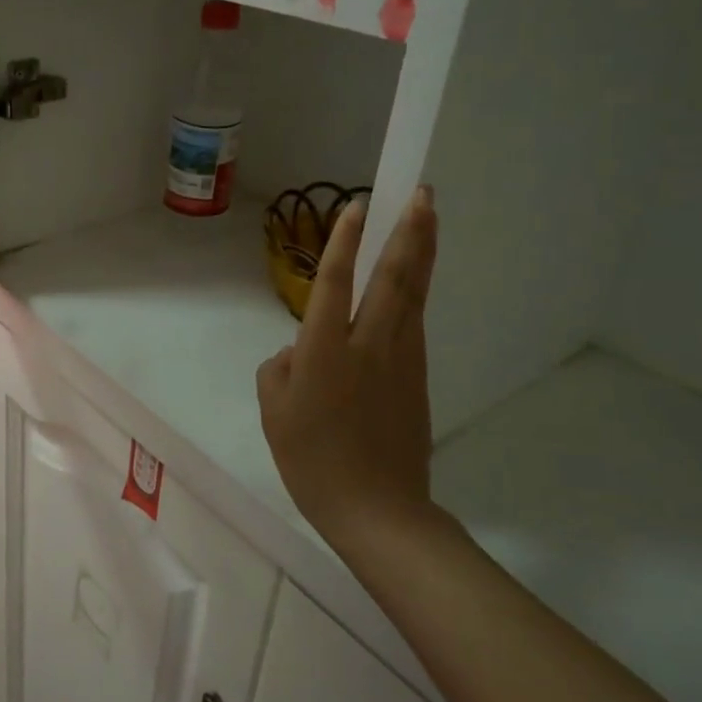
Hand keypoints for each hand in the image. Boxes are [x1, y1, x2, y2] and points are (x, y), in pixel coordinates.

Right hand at [256, 186, 438, 545]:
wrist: (377, 508)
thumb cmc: (311, 460)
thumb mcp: (273, 412)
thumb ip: (278, 370)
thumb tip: (297, 352)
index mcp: (325, 351)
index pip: (336, 282)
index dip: (345, 241)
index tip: (357, 204)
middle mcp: (369, 344)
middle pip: (394, 277)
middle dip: (409, 231)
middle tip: (422, 192)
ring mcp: (402, 358)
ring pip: (414, 294)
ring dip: (422, 252)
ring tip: (428, 218)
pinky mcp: (418, 376)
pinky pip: (416, 321)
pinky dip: (418, 290)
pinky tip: (415, 279)